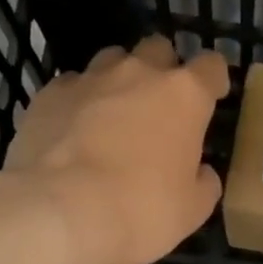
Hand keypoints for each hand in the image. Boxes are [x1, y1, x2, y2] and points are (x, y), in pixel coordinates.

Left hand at [0, 35, 228, 263]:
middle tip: (159, 106)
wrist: (60, 214)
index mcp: (185, 96)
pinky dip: (78, 103)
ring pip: (112, 60)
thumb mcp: (192, 210)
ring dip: (119, 81)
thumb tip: (200, 172)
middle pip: (158, 49)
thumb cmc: (141, 211)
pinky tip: (73, 133)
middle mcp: (139, 74)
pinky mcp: (48, 95)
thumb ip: (203, 182)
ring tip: (113, 116)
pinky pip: (71, 87)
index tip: (211, 97)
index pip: (211, 66)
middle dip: (163, 69)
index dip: (213, 80)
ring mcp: (90, 79)